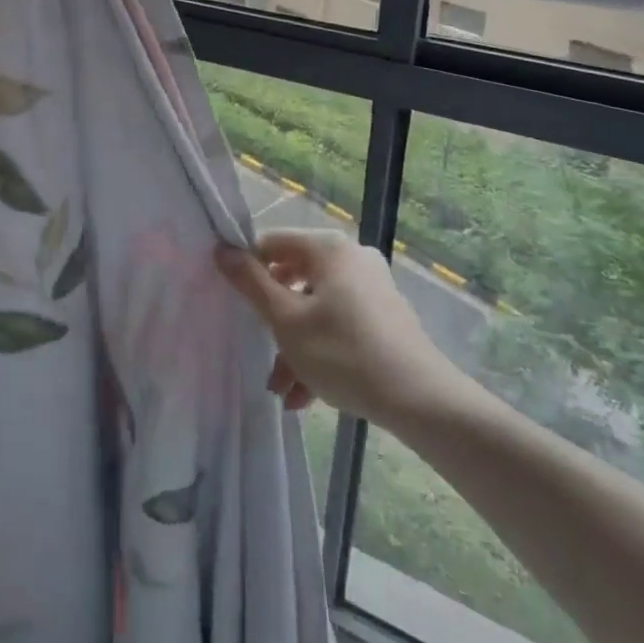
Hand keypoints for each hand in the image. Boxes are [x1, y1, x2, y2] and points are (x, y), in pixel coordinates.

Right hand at [216, 230, 472, 425]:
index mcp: (327, 248)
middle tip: (263, 355)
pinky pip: (340, 323)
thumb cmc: (343, 353)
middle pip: (294, 278)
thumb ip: (250, 283)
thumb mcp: (286, 320)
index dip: (248, 269)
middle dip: (274, 321)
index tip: (237, 304)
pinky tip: (307, 395)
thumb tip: (223, 250)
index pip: (272, 243)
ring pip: (316, 307)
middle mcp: (351, 257)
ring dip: (294, 345)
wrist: (421, 399)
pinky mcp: (385, 315)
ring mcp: (372, 286)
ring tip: (284, 391)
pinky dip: (320, 349)